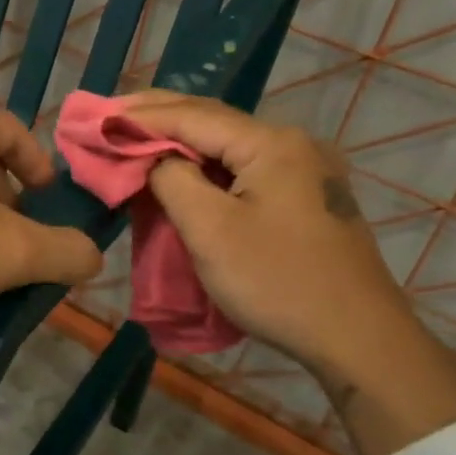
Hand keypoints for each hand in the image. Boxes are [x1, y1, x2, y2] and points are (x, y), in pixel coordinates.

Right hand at [123, 91, 455, 454]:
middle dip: (159, 117)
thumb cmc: (277, 282)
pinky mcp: (306, 198)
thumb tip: (153, 159)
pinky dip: (206, 165)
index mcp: (272, 144)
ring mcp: (305, 171)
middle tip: (110, 115)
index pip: (192, 116)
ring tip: (137, 136)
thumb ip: (172, 180)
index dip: (141, 115)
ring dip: (181, 141)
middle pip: (213, 121)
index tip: (97, 116)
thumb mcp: (210, 230)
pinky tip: (183, 168)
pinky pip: (245, 168)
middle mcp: (293, 144)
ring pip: (229, 145)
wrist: (358, 339)